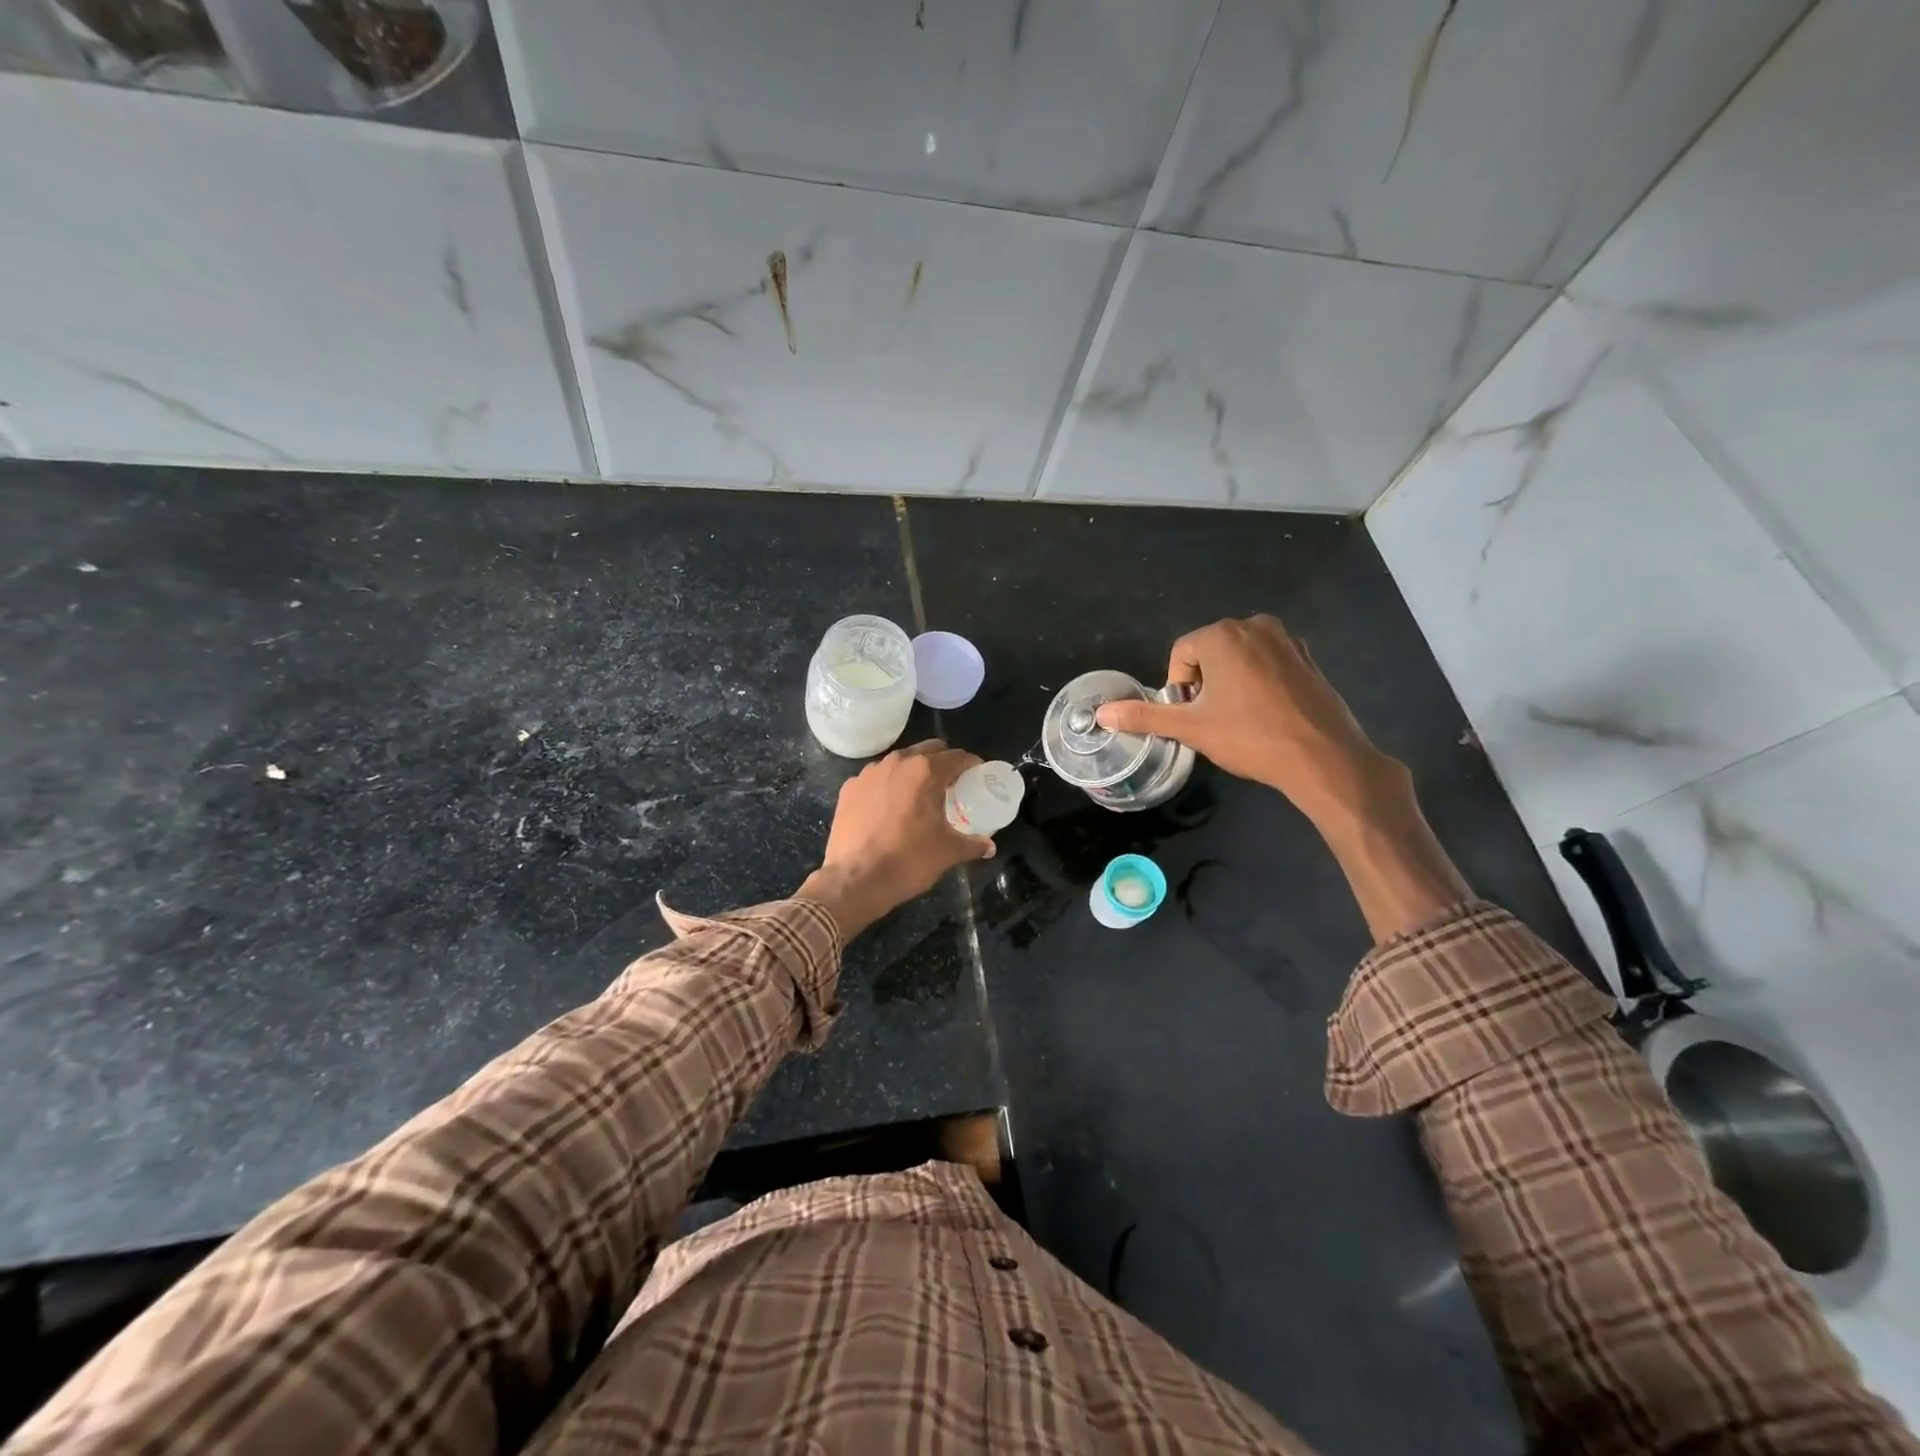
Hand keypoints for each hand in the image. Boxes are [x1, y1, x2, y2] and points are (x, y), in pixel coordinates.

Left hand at [797, 740, 993, 939]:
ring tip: (919, 796)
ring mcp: (868, 773)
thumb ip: (972, 844)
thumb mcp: (947, 852)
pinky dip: (887, 786)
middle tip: (952, 785)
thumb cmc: (908, 861)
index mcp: (925, 771)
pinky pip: (876, 779)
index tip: (977, 776)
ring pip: (899, 762)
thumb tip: (989, 847)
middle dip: (943, 763)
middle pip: (928, 751)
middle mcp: (897, 763)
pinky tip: (889, 809)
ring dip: (913, 772)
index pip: (957, 757)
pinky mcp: (849, 788)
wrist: (855, 880)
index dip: (971, 764)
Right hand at [1098, 616, 1468, 939]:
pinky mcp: (1309, 659)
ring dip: (1230, 683)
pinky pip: (1268, 664)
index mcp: (1223, 635)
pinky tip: (1266, 715)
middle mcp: (1255, 626)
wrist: (1324, 758)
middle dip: (1203, 683)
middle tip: (1212, 720)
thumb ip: (1144, 716)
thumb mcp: (1191, 728)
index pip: (1181, 654)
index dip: (1178, 687)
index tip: (1191, 716)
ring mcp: (1287, 640)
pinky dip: (1258, 683)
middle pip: (1210, 652)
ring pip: (1240, 657)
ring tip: (1238, 719)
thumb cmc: (1250, 737)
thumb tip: (1103, 713)